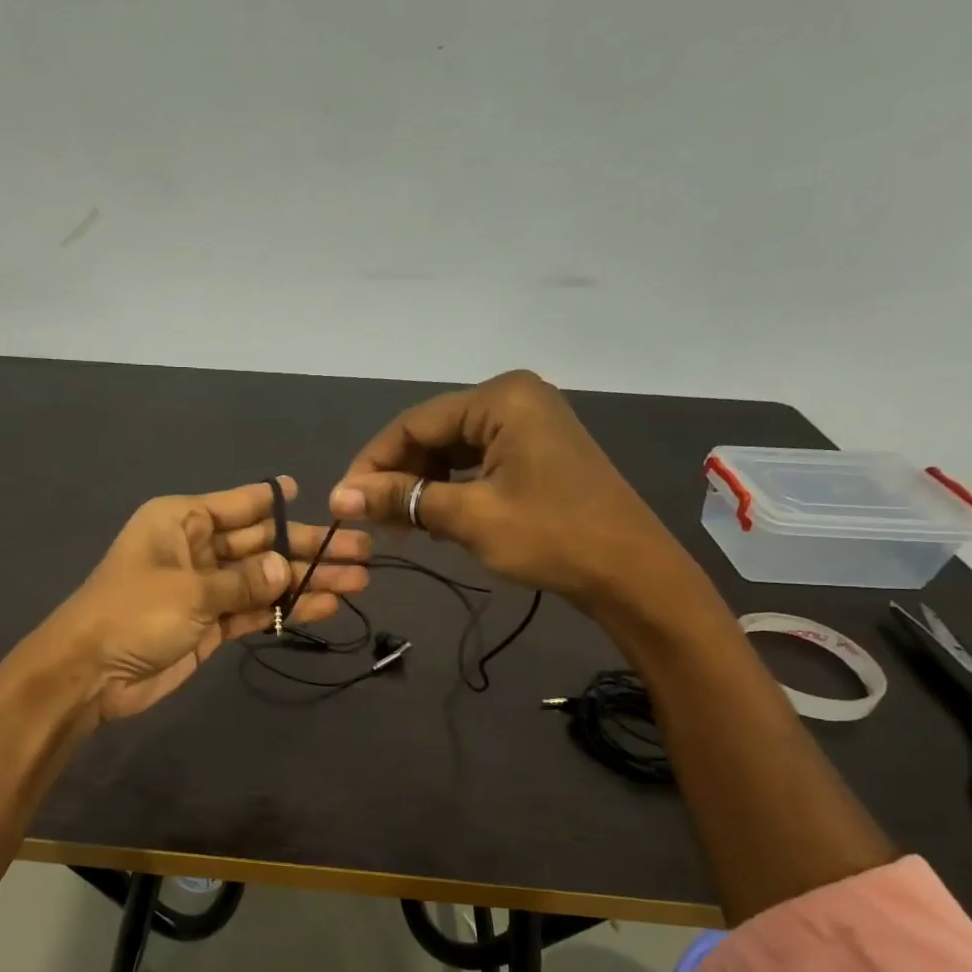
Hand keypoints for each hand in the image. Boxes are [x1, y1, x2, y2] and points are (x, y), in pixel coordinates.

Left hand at [55, 477, 370, 720]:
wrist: (90, 674)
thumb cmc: (133, 613)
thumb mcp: (191, 590)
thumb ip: (244, 580)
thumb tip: (288, 569)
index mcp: (183, 520)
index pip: (241, 504)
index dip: (280, 502)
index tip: (322, 498)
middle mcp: (197, 548)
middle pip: (262, 543)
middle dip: (309, 548)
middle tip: (360, 551)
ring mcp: (206, 588)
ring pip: (264, 579)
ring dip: (307, 581)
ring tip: (358, 581)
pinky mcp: (211, 625)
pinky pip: (254, 610)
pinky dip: (285, 609)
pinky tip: (325, 605)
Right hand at [329, 370, 693, 611]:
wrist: (631, 572)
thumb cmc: (551, 537)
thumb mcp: (469, 517)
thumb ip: (403, 500)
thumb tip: (339, 497)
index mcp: (500, 399)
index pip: (414, 423)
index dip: (373, 464)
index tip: (342, 502)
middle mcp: (513, 399)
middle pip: (433, 433)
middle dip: (398, 476)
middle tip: (369, 519)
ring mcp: (528, 424)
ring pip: (453, 450)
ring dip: (421, 486)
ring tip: (396, 525)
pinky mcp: (536, 451)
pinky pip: (477, 462)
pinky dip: (450, 489)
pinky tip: (432, 518)